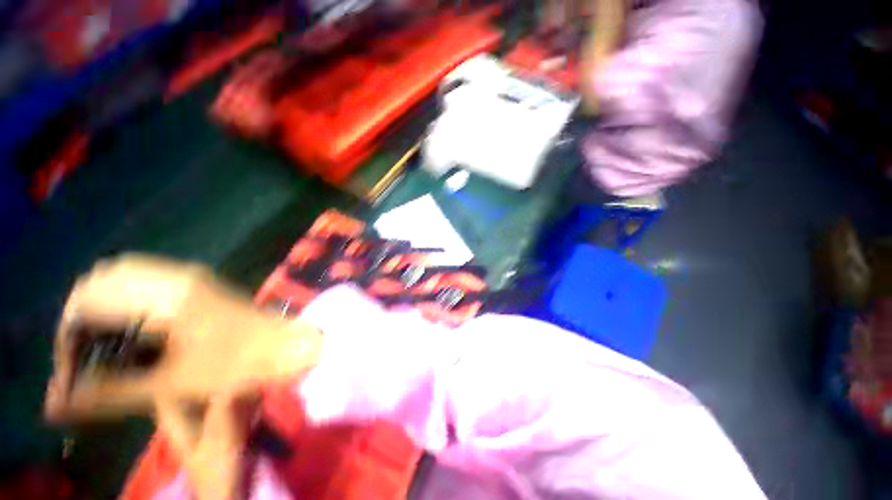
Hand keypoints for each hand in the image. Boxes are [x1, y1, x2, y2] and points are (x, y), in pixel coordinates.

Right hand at [45, 254, 322, 498]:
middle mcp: (175, 274)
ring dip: (105, 307)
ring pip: (125, 277)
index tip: (72, 367)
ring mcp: (191, 275)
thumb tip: (57, 404)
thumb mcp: (170, 383)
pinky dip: (128, 301)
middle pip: (102, 281)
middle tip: (86, 357)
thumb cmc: (238, 364)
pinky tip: (134, 332)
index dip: (69, 332)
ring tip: (106, 347)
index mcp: (164, 293)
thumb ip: (108, 391)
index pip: (88, 297)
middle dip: (83, 318)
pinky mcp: (201, 282)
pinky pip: (149, 281)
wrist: (288, 344)